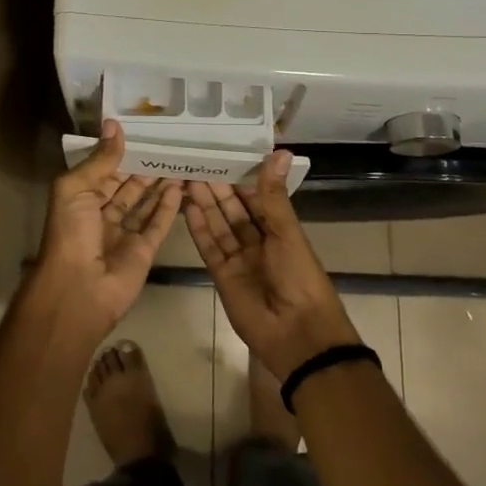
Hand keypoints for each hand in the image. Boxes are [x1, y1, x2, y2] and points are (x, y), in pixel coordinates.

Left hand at [30, 121, 181, 343]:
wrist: (78, 289)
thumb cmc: (70, 233)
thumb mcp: (75, 188)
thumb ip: (100, 159)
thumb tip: (114, 124)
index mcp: (81, 198)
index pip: (105, 170)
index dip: (121, 152)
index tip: (144, 131)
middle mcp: (102, 213)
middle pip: (128, 185)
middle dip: (145, 166)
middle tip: (170, 143)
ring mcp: (124, 233)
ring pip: (145, 203)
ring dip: (160, 184)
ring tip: (180, 159)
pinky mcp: (144, 250)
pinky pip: (158, 224)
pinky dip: (170, 206)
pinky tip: (182, 186)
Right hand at [183, 151, 360, 380]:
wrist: (297, 334)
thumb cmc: (298, 276)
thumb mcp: (286, 231)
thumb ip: (273, 194)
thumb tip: (281, 152)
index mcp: (279, 229)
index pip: (255, 196)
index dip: (239, 177)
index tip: (220, 153)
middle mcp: (258, 241)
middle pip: (233, 209)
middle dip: (216, 188)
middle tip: (195, 162)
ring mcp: (239, 259)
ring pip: (219, 225)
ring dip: (204, 204)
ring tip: (186, 178)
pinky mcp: (222, 276)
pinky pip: (209, 247)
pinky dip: (199, 229)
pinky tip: (187, 208)